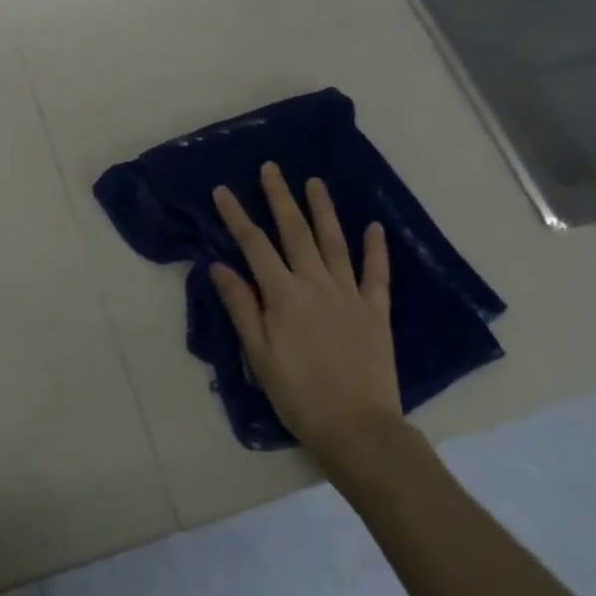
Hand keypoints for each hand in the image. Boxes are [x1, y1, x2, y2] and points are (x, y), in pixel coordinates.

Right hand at [210, 163, 412, 487]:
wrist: (358, 428)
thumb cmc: (298, 393)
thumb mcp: (258, 353)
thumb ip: (241, 306)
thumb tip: (219, 265)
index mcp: (283, 294)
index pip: (254, 245)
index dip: (236, 216)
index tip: (222, 190)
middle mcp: (315, 284)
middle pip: (295, 232)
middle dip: (280, 197)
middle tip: (272, 168)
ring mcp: (349, 294)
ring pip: (334, 242)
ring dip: (323, 210)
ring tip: (314, 182)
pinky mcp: (376, 310)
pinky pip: (376, 273)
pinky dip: (376, 249)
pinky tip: (374, 227)